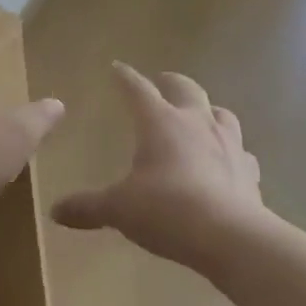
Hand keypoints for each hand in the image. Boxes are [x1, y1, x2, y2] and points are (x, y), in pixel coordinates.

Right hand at [51, 63, 265, 274]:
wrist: (230, 237)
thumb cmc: (166, 210)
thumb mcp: (119, 209)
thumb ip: (88, 207)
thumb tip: (55, 211)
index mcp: (160, 122)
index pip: (138, 89)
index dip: (125, 77)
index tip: (117, 68)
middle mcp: (196, 123)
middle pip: (186, 88)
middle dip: (171, 82)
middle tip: (163, 81)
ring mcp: (228, 144)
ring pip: (221, 113)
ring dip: (208, 110)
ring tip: (200, 117)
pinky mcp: (249, 171)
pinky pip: (242, 152)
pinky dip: (233, 152)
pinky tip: (229, 162)